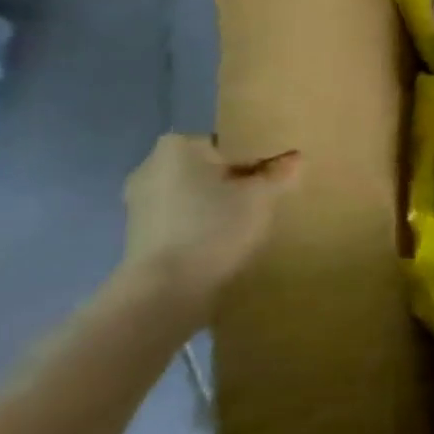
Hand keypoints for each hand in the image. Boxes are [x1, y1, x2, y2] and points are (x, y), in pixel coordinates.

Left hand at [120, 135, 301, 318]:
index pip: (228, 144)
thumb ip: (279, 174)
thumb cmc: (214, 227)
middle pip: (209, 168)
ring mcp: (139, 202)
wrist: (164, 289)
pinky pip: (181, 217)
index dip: (257, 161)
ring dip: (217, 204)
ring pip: (194, 193)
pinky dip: (201, 224)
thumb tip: (295, 158)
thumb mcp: (261, 196)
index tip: (274, 180)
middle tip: (264, 199)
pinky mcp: (138, 233)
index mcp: (177, 147)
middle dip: (235, 181)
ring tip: (246, 223)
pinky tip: (222, 241)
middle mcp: (151, 167)